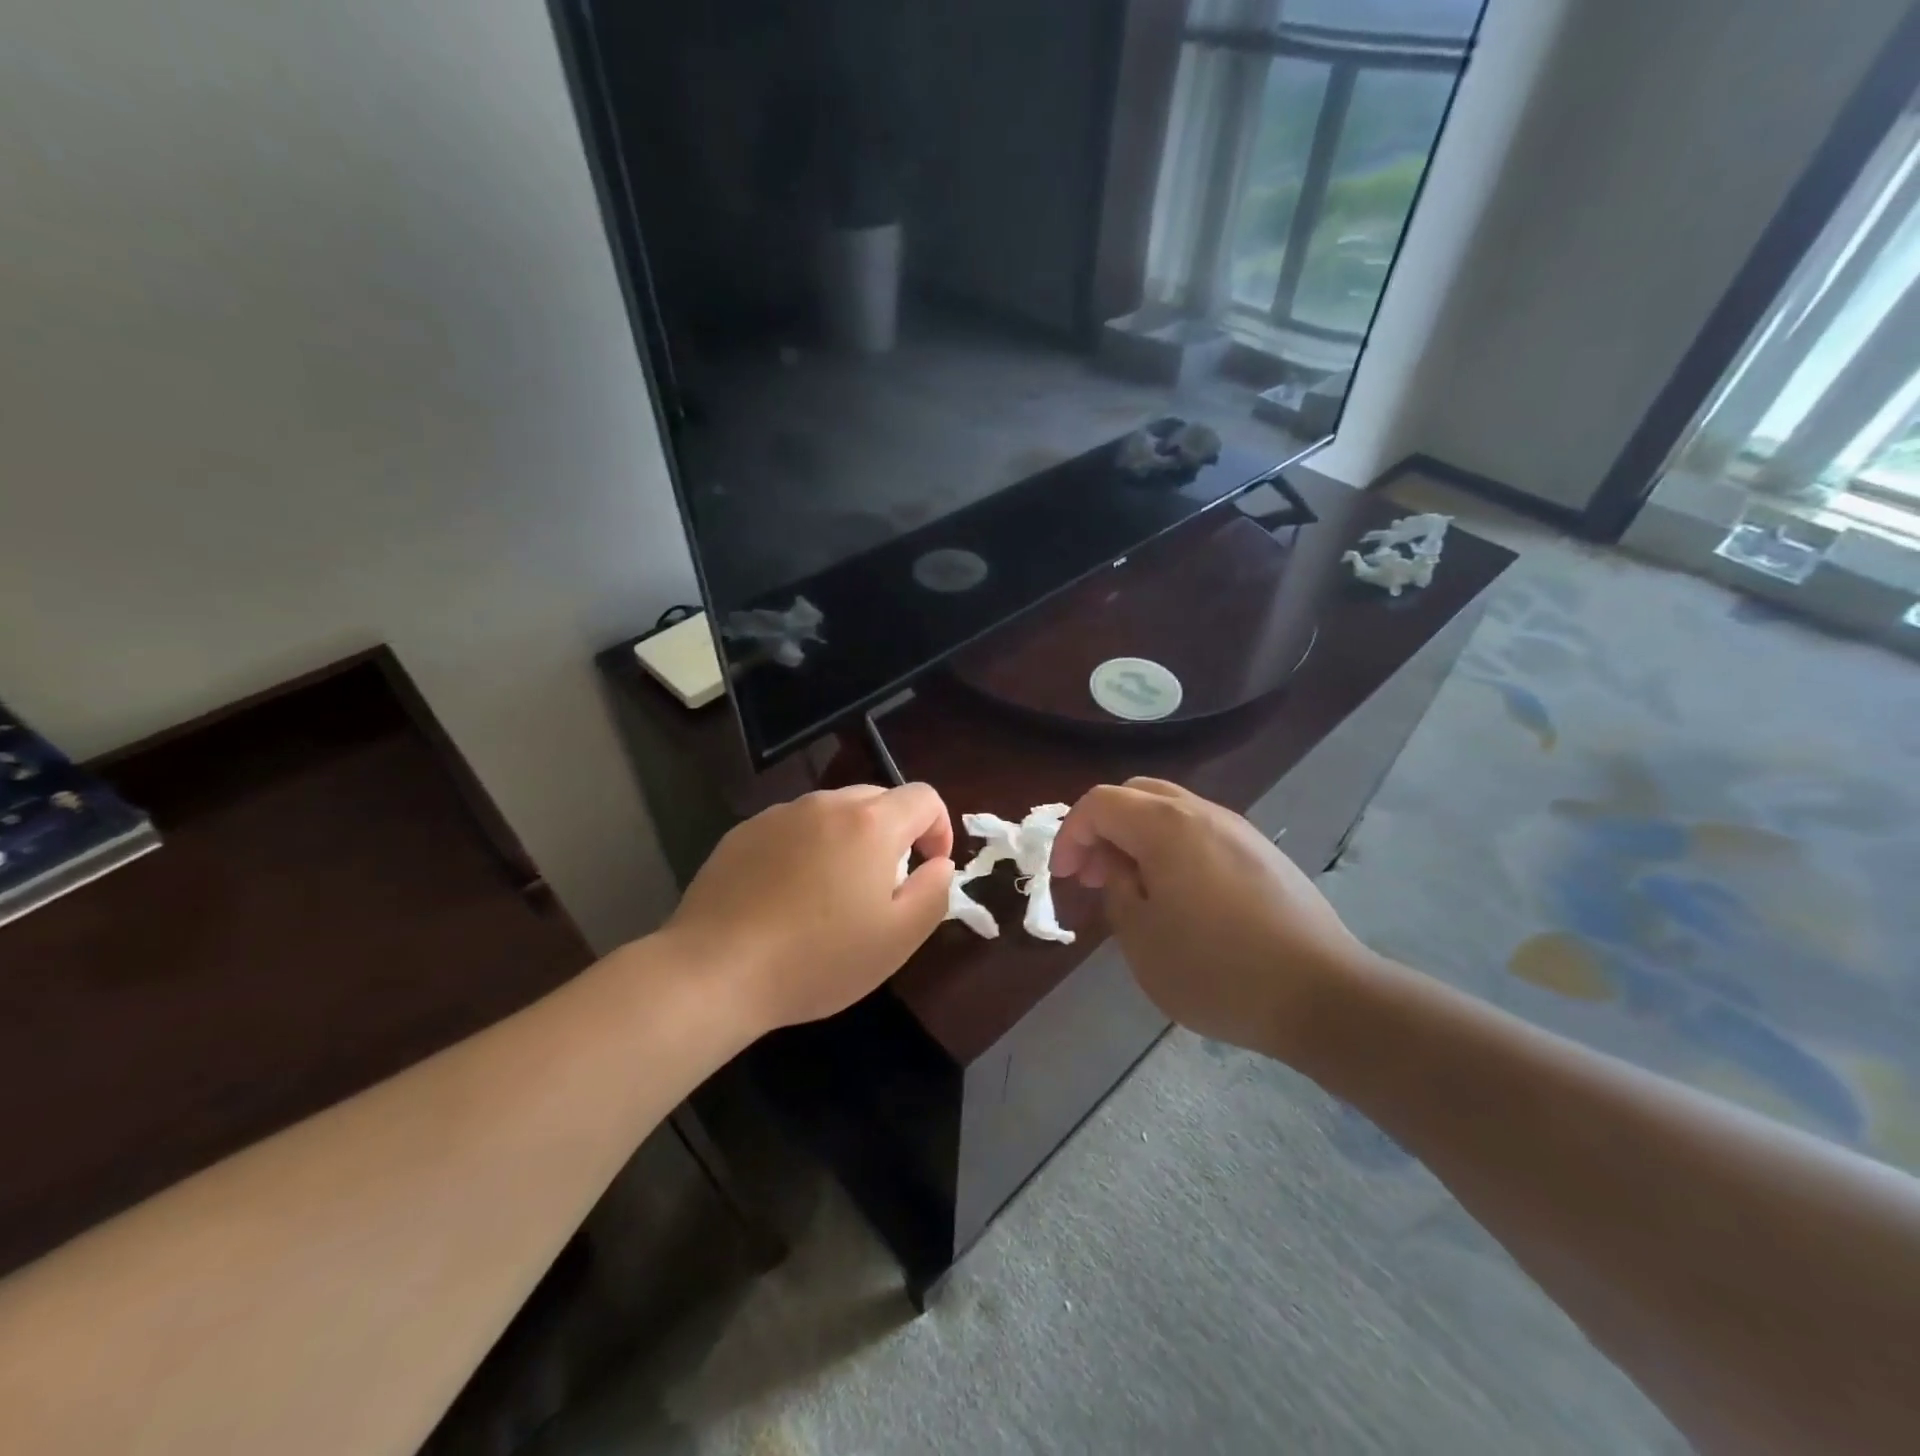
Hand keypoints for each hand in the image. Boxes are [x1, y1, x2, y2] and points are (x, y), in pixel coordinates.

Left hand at [662, 783, 954, 1031]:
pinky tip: (787, 895)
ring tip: (832, 893)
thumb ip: (935, 892)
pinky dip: (806, 848)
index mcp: (871, 823)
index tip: (929, 868)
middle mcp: (826, 804)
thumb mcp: (898, 938)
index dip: (939, 828)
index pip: (924, 797)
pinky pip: (792, 828)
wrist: (715, 970)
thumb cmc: (818, 958)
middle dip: (894, 833)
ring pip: (832, 813)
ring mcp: (779, 814)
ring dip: (848, 840)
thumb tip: (939, 865)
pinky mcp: (743, 832)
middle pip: (878, 799)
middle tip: (883, 885)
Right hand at [1050, 778, 1371, 1056]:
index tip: (1064, 877)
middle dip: (1103, 828)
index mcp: (1166, 826)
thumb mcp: (1142, 939)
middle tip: (1092, 874)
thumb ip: (1118, 890)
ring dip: (1138, 837)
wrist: (1323, 995)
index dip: (1071, 834)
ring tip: (1132, 886)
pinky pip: (1201, 832)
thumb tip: (1120, 867)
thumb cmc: (1217, 970)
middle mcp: (1203, 813)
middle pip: (1136, 794)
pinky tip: (1178, 894)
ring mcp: (1239, 830)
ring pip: (1171, 810)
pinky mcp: (1263, 854)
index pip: (1100, 803)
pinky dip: (1171, 847)